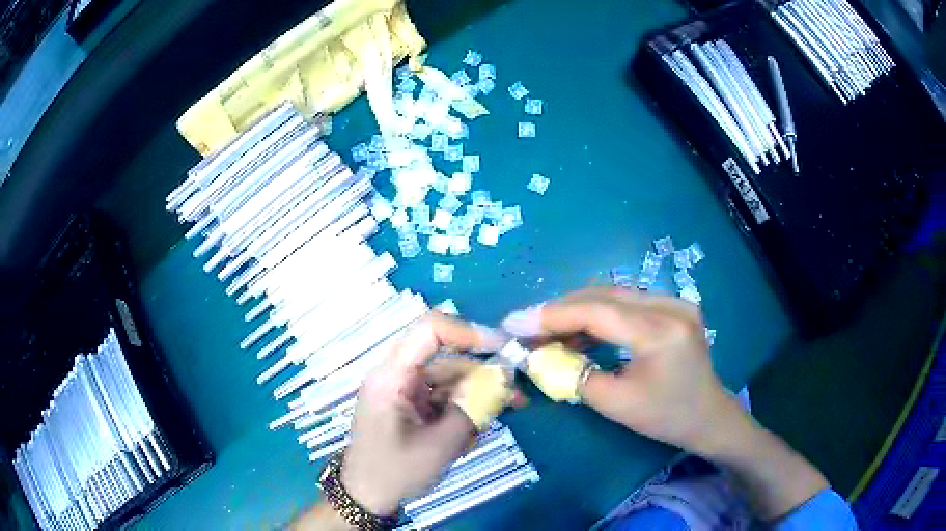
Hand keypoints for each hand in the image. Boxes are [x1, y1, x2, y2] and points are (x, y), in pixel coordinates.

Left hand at [340, 313, 507, 514]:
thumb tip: (504, 377)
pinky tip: (473, 434)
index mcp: (392, 376)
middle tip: (517, 395)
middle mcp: (397, 375)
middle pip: (447, 359)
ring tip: (501, 418)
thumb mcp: (440, 445)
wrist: (367, 497)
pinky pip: (443, 397)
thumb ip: (473, 408)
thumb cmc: (396, 472)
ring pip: (450, 380)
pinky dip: (463, 410)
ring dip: (477, 396)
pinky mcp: (410, 405)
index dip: (469, 332)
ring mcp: (404, 391)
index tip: (504, 349)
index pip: (430, 330)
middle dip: (483, 375)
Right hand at [501, 287, 743, 456]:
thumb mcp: (616, 405)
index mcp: (661, 333)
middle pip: (603, 295)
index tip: (514, 321)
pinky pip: (626, 302)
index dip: (552, 314)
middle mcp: (671, 305)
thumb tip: (536, 356)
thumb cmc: (665, 417)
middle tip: (525, 325)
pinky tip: (577, 330)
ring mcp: (675, 301)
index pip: (598, 311)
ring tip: (545, 329)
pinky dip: (597, 314)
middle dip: (559, 310)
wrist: (708, 416)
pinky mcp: (673, 304)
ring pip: (612, 294)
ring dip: (576, 310)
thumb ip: (573, 376)